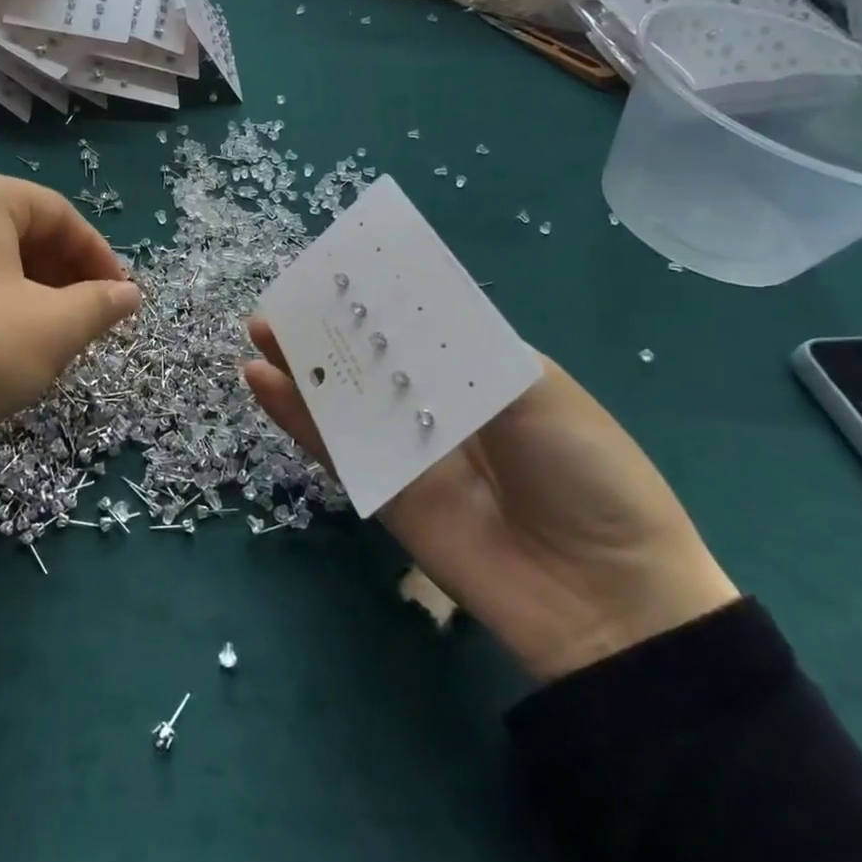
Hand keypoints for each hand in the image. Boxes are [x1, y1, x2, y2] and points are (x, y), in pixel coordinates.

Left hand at [0, 171, 140, 446]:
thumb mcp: (52, 328)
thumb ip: (100, 304)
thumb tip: (130, 295)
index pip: (58, 214)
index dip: (98, 256)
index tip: (120, 297)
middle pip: (19, 229)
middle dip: (62, 273)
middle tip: (86, 315)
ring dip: (28, 288)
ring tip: (49, 330)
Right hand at [243, 319, 738, 680]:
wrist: (603, 595)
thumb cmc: (586, 471)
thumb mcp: (538, 390)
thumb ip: (458, 351)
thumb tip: (390, 310)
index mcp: (478, 368)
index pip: (415, 319)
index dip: (375, 293)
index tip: (334, 266)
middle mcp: (435, 402)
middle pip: (370, 355)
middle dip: (327, 325)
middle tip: (283, 298)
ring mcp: (404, 447)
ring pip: (342, 397)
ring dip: (300, 364)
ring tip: (260, 330)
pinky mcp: (380, 489)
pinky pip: (331, 445)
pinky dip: (293, 414)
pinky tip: (259, 380)